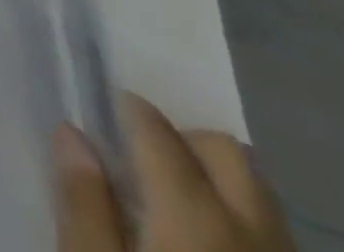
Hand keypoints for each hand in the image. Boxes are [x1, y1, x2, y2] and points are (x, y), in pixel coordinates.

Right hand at [57, 94, 294, 251]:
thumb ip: (84, 201)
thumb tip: (72, 132)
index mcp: (195, 211)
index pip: (154, 126)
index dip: (119, 107)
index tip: (94, 109)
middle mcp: (252, 228)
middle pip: (225, 149)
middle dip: (181, 137)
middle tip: (136, 156)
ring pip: (258, 193)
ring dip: (215, 180)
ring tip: (171, 198)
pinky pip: (271, 233)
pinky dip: (238, 219)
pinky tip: (205, 236)